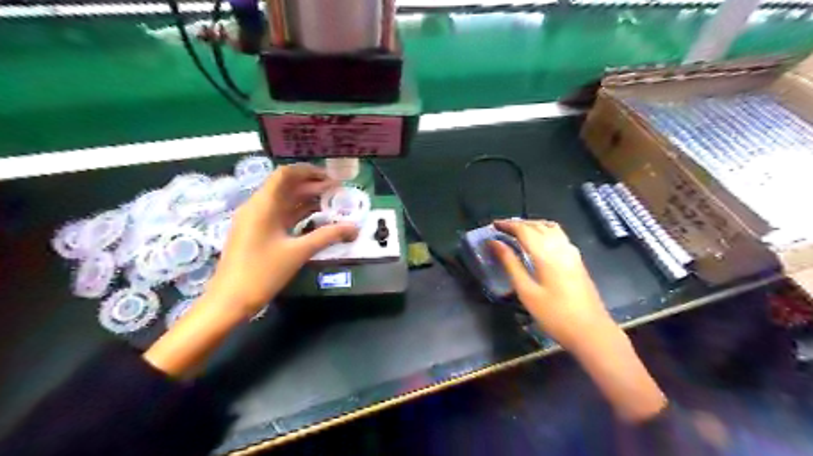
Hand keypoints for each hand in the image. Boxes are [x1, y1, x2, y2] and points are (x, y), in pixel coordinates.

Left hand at [207, 162, 358, 318]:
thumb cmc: (262, 273)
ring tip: (331, 204)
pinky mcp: (256, 232)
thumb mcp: (298, 252)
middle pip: (286, 186)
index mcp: (263, 205)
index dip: (309, 172)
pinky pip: (280, 215)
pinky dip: (298, 213)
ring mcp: (255, 220)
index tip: (332, 178)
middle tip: (338, 193)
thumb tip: (354, 228)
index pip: (285, 174)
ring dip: (306, 200)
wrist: (229, 300)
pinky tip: (315, 218)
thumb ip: (328, 236)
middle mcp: (257, 207)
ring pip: (283, 201)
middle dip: (312, 186)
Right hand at [493, 220, 613, 350]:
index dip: (507, 225)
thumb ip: (510, 263)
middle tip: (501, 228)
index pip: (524, 229)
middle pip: (537, 225)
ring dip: (532, 225)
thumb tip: (494, 243)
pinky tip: (537, 242)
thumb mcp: (526, 291)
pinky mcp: (577, 259)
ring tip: (517, 232)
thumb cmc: (554, 314)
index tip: (492, 225)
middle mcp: (560, 246)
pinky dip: (543, 231)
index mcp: (546, 253)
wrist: (591, 331)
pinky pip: (558, 235)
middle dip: (518, 223)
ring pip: (550, 227)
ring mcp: (572, 252)